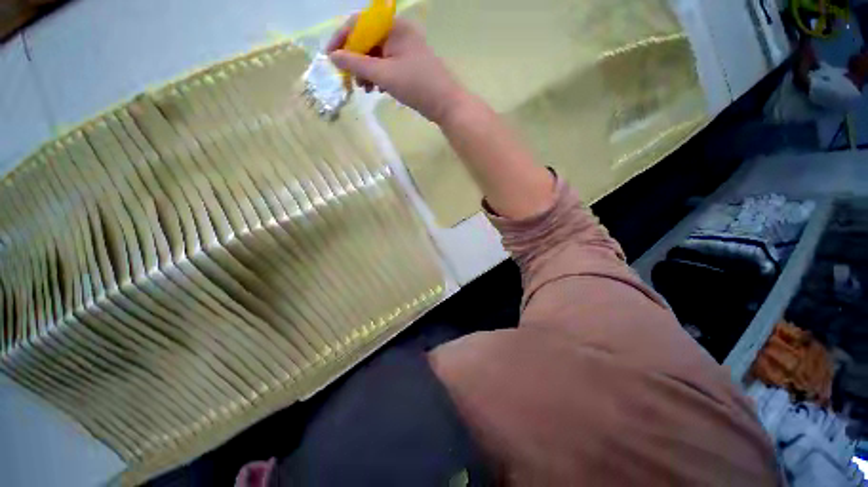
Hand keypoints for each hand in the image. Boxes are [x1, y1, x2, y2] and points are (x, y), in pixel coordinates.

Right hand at [327, 16, 466, 123]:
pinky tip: (377, 90)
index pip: (358, 24)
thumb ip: (356, 65)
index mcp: (393, 27)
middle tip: (350, 80)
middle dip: (355, 61)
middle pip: (367, 41)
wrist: (446, 104)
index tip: (330, 59)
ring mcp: (405, 49)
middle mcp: (399, 33)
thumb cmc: (417, 86)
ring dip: (366, 71)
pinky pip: (387, 65)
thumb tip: (333, 57)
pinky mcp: (409, 64)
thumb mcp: (384, 75)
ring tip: (364, 89)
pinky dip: (379, 76)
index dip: (341, 40)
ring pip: (376, 55)